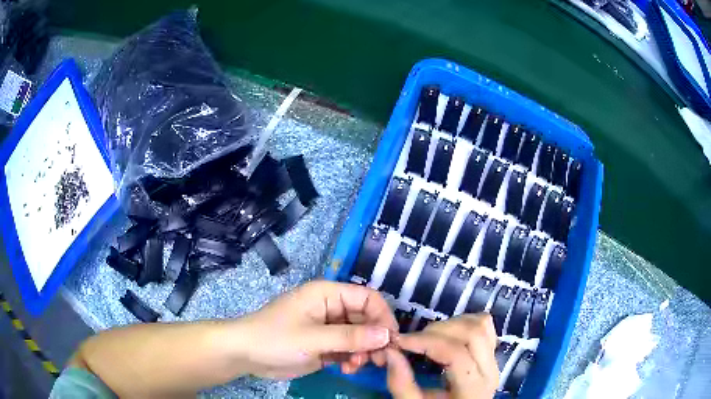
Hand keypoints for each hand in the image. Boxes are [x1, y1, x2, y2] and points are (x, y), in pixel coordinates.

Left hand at [236, 280, 397, 378]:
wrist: (246, 355)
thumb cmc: (275, 339)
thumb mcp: (314, 338)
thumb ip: (351, 337)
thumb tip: (387, 335)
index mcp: (327, 294)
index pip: (367, 298)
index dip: (383, 317)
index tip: (392, 340)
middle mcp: (331, 308)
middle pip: (366, 319)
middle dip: (374, 339)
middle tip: (380, 359)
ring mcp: (328, 328)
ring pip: (359, 336)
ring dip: (364, 351)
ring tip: (357, 365)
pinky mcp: (324, 344)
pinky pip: (348, 349)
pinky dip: (352, 358)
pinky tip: (347, 368)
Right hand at [386, 314, 498, 398]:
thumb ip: (401, 383)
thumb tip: (391, 352)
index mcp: (473, 388)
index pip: (455, 353)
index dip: (425, 341)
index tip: (399, 341)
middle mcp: (490, 370)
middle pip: (473, 333)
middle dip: (438, 330)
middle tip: (413, 340)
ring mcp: (493, 360)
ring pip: (482, 324)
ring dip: (452, 323)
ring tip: (429, 337)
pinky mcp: (491, 353)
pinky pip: (485, 326)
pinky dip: (465, 322)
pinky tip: (447, 334)